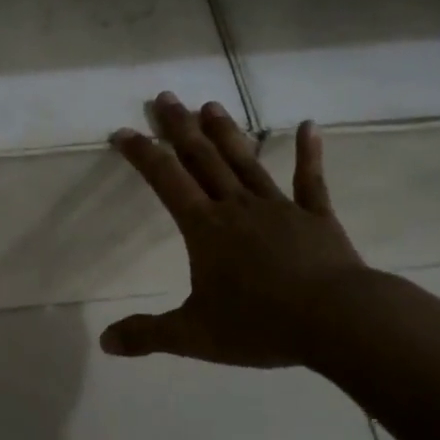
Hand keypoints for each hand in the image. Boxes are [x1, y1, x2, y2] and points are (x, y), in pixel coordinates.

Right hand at [100, 93, 366, 367]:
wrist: (335, 320)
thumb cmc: (259, 324)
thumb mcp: (194, 336)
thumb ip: (148, 335)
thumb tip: (105, 342)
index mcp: (206, 230)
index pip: (166, 182)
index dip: (143, 155)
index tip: (123, 131)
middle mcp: (238, 208)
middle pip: (203, 160)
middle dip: (181, 129)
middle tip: (166, 97)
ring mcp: (280, 208)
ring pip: (247, 162)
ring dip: (227, 134)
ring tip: (211, 106)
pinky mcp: (316, 217)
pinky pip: (309, 181)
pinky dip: (309, 153)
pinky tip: (309, 126)